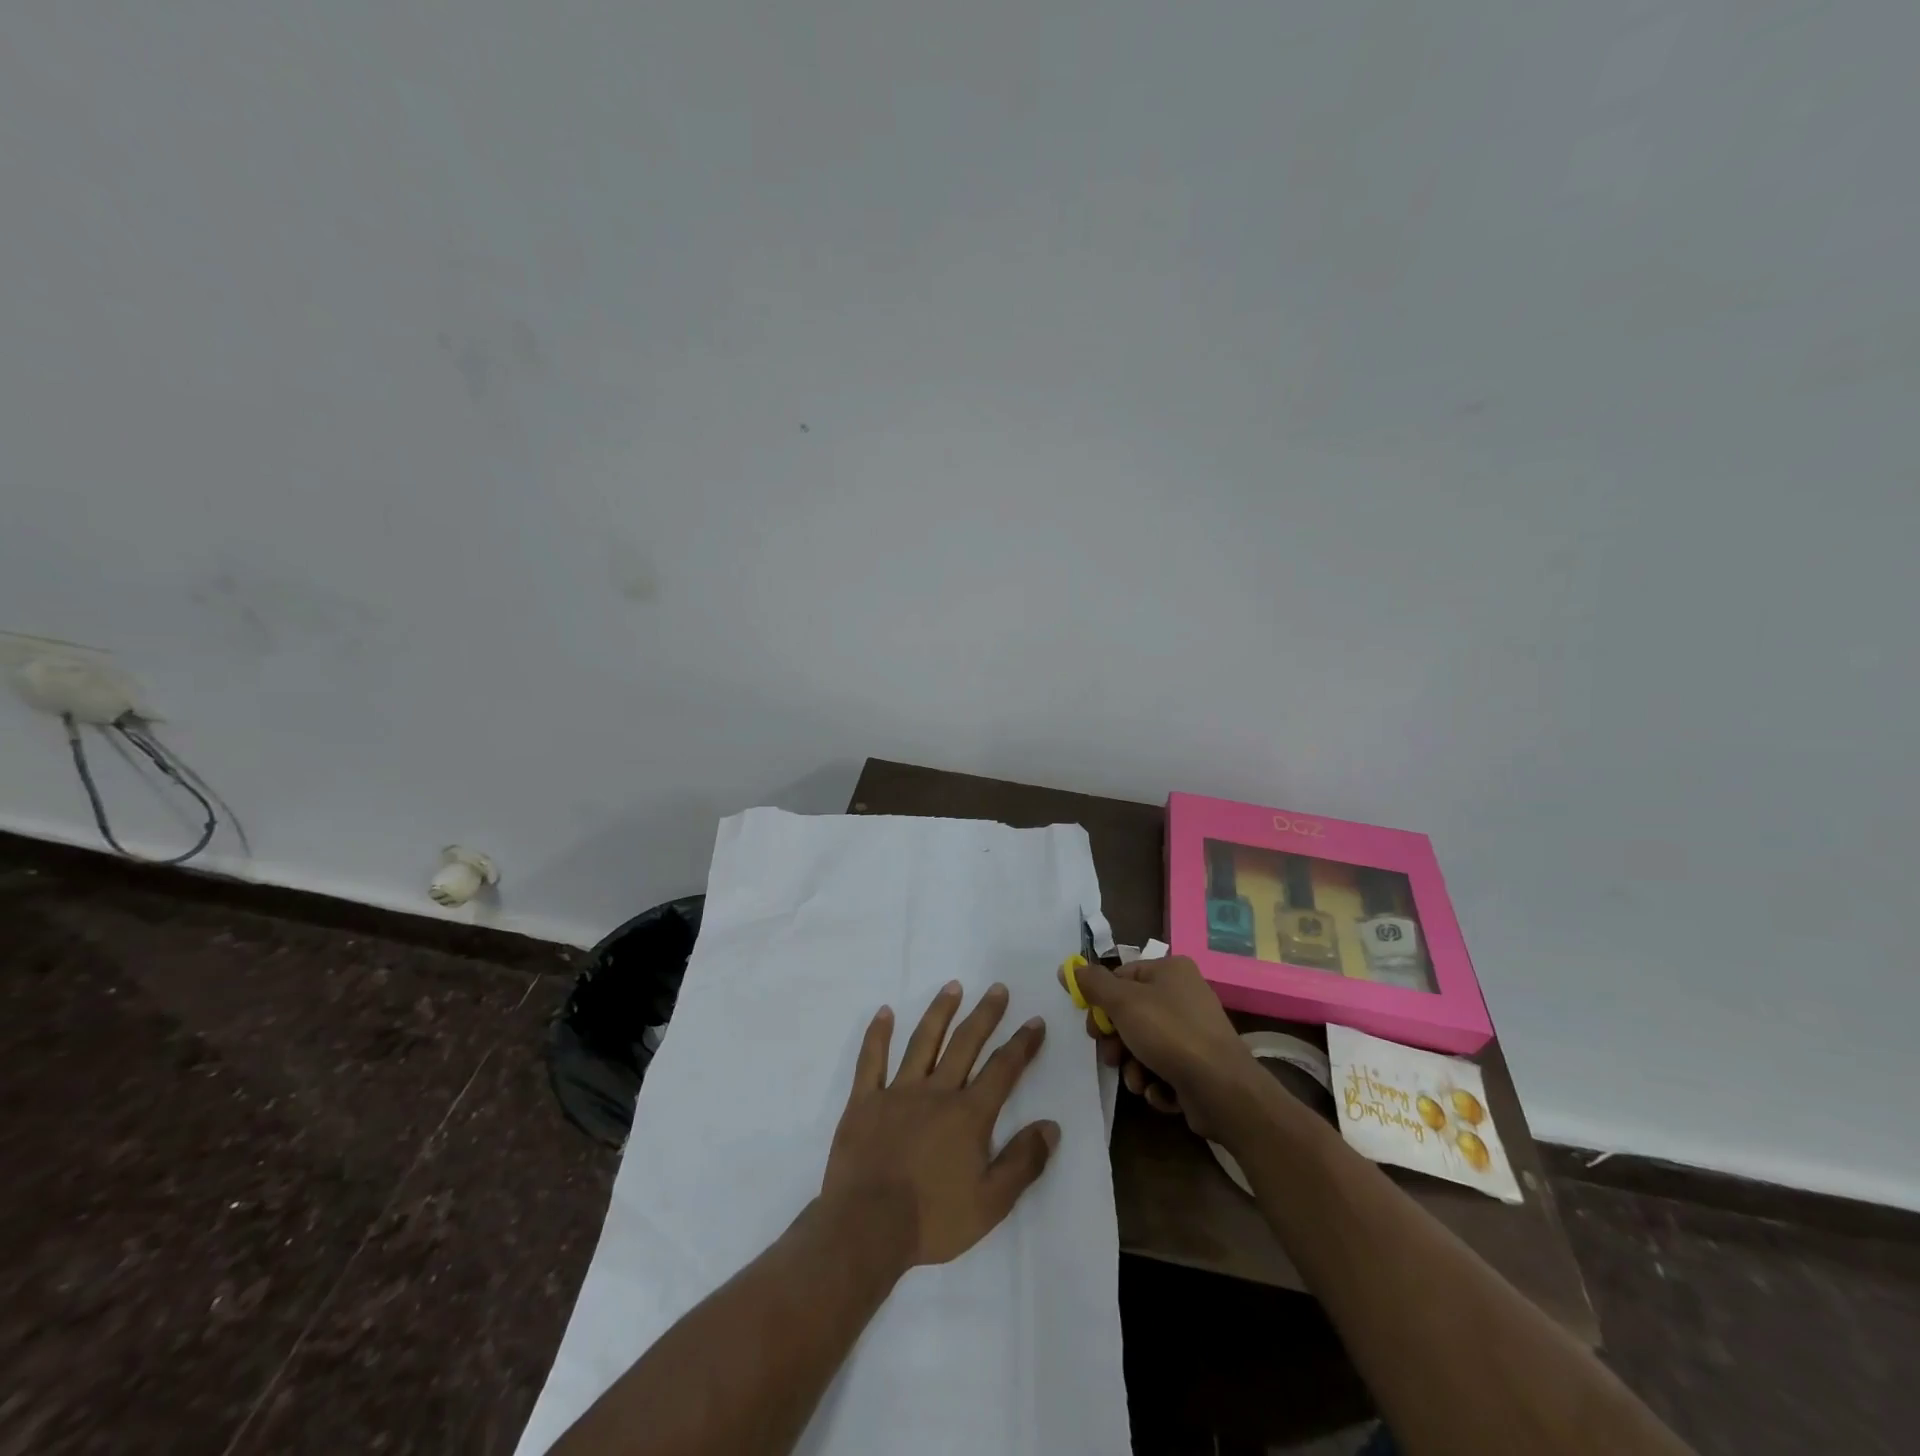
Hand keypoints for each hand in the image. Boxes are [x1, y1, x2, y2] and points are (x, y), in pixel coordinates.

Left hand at [822, 982, 1058, 1269]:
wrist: (866, 1228)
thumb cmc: (933, 1219)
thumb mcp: (991, 1203)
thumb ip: (1023, 1162)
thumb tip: (1051, 1126)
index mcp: (969, 1114)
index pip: (1003, 1069)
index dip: (1022, 1044)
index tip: (1035, 1021)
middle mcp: (936, 1091)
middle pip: (966, 1043)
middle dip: (985, 1014)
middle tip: (998, 988)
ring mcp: (897, 1091)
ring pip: (923, 1041)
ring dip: (940, 1012)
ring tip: (953, 986)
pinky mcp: (864, 1100)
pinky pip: (871, 1060)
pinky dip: (878, 1034)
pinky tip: (885, 1011)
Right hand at [1066, 956, 1258, 1139]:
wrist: (1223, 1090)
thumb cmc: (1169, 1034)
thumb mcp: (1123, 1002)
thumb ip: (1093, 983)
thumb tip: (1068, 967)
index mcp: (1171, 970)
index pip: (1122, 977)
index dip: (1102, 1001)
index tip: (1091, 1026)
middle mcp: (1185, 995)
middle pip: (1132, 1013)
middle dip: (1117, 1040)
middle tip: (1110, 1056)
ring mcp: (1195, 1032)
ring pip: (1145, 1044)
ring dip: (1133, 1066)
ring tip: (1137, 1080)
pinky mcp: (1200, 1066)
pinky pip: (1165, 1068)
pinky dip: (1156, 1081)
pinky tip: (1159, 1091)